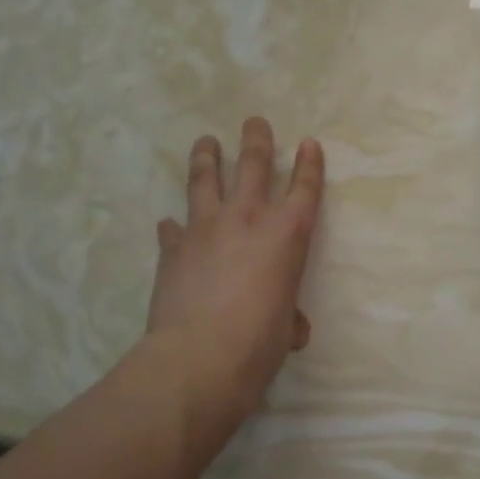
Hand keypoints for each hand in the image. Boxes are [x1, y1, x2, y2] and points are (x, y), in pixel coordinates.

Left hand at [145, 117, 324, 411]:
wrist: (199, 357)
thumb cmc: (258, 344)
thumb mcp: (284, 331)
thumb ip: (288, 318)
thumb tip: (290, 329)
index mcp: (286, 235)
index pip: (304, 189)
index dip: (309, 164)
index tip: (309, 144)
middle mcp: (247, 218)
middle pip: (253, 165)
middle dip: (257, 139)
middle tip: (254, 121)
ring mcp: (205, 227)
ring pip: (205, 179)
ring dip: (206, 157)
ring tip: (205, 141)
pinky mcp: (173, 247)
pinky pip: (173, 227)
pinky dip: (173, 225)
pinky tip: (169, 223)